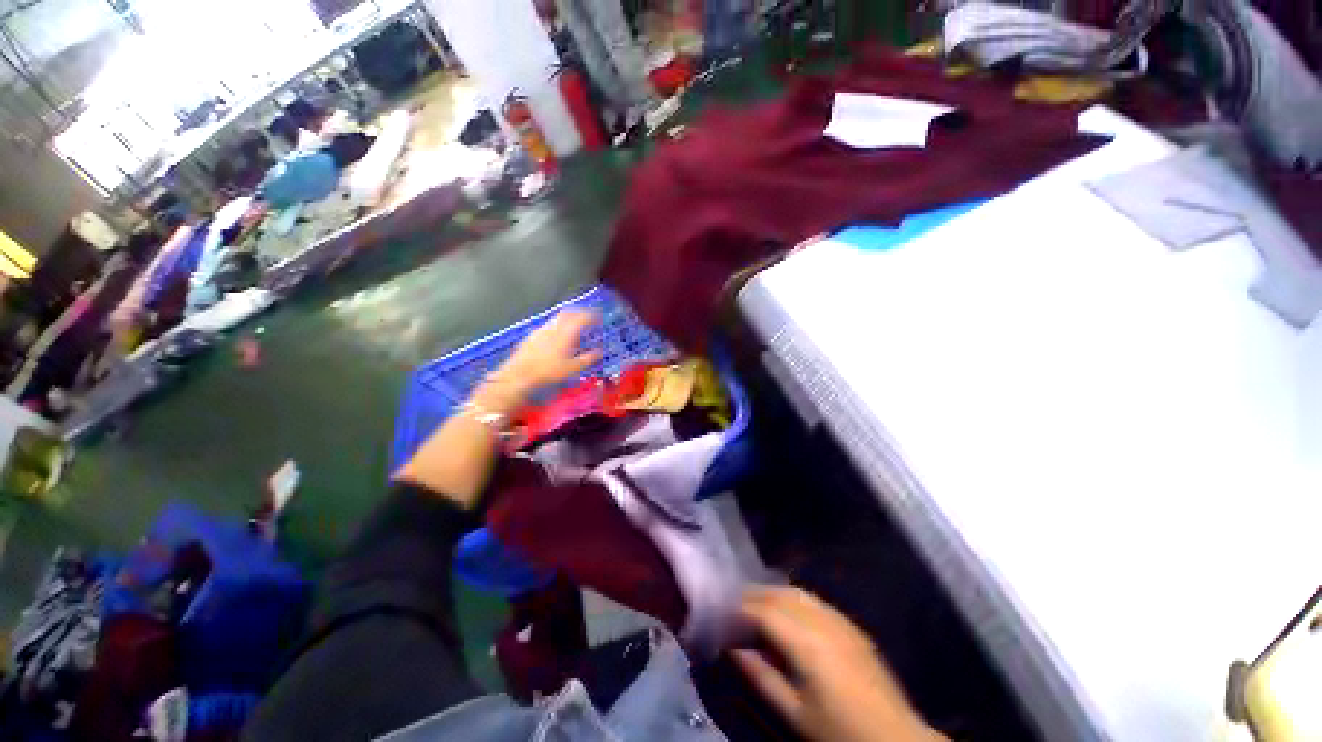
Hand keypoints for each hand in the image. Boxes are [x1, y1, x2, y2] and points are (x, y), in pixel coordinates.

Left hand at [490, 310, 600, 399]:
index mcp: (566, 333)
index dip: (592, 315)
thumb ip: (588, 358)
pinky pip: (548, 325)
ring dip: (568, 318)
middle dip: (580, 312)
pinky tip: (558, 335)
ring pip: (557, 317)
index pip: (582, 317)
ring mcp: (541, 330)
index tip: (599, 316)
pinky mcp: (532, 335)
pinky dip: (558, 325)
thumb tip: (600, 352)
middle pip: (569, 312)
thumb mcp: (573, 368)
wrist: (520, 375)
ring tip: (575, 325)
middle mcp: (554, 327)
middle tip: (588, 317)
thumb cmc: (549, 372)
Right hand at [733, 587, 946, 741]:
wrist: (896, 739)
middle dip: (752, 596)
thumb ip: (761, 676)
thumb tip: (732, 648)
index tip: (720, 613)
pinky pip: (814, 600)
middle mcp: (822, 620)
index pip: (763, 612)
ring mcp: (839, 620)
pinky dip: (792, 599)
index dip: (738, 609)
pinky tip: (785, 613)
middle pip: (778, 595)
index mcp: (807, 642)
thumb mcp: (795, 713)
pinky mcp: (851, 625)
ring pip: (796, 592)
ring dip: (771, 594)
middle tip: (731, 606)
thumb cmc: (840, 732)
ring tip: (754, 606)